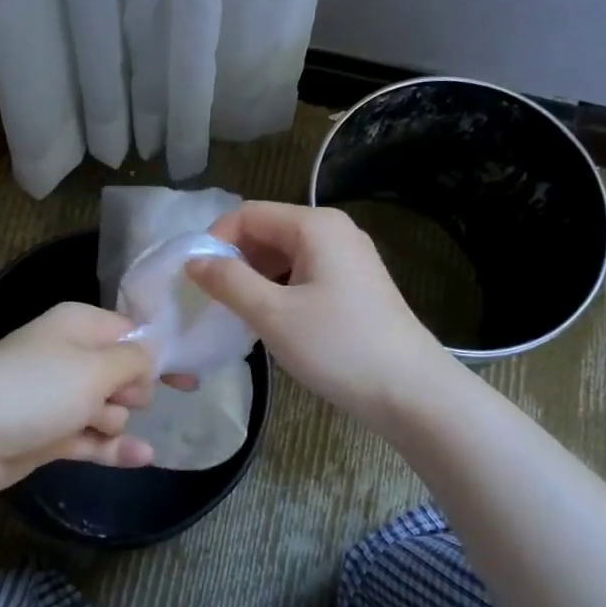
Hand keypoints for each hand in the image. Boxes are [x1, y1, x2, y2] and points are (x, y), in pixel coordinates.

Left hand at [0, 302, 155, 504]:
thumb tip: (153, 357)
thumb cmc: (34, 390)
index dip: (160, 353)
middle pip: (122, 372)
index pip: (130, 332)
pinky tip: (143, 458)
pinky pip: (93, 438)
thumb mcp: (94, 368)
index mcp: (78, 325)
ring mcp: (58, 398)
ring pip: (108, 409)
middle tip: (123, 401)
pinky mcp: (50, 434)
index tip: (189, 375)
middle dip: (132, 390)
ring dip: (113, 420)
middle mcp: (69, 356)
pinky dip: (113, 447)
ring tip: (94, 423)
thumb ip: (133, 361)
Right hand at [186, 202, 455, 428]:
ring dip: (255, 278)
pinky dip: (279, 289)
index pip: (247, 214)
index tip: (196, 280)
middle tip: (214, 301)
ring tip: (238, 314)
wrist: (412, 392)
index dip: (215, 241)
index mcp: (315, 225)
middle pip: (267, 231)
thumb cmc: (339, 347)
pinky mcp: (355, 284)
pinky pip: (304, 273)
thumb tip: (193, 261)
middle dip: (235, 260)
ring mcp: (349, 257)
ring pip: (285, 255)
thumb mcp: (273, 315)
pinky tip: (271, 321)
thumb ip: (229, 282)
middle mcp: (334, 230)